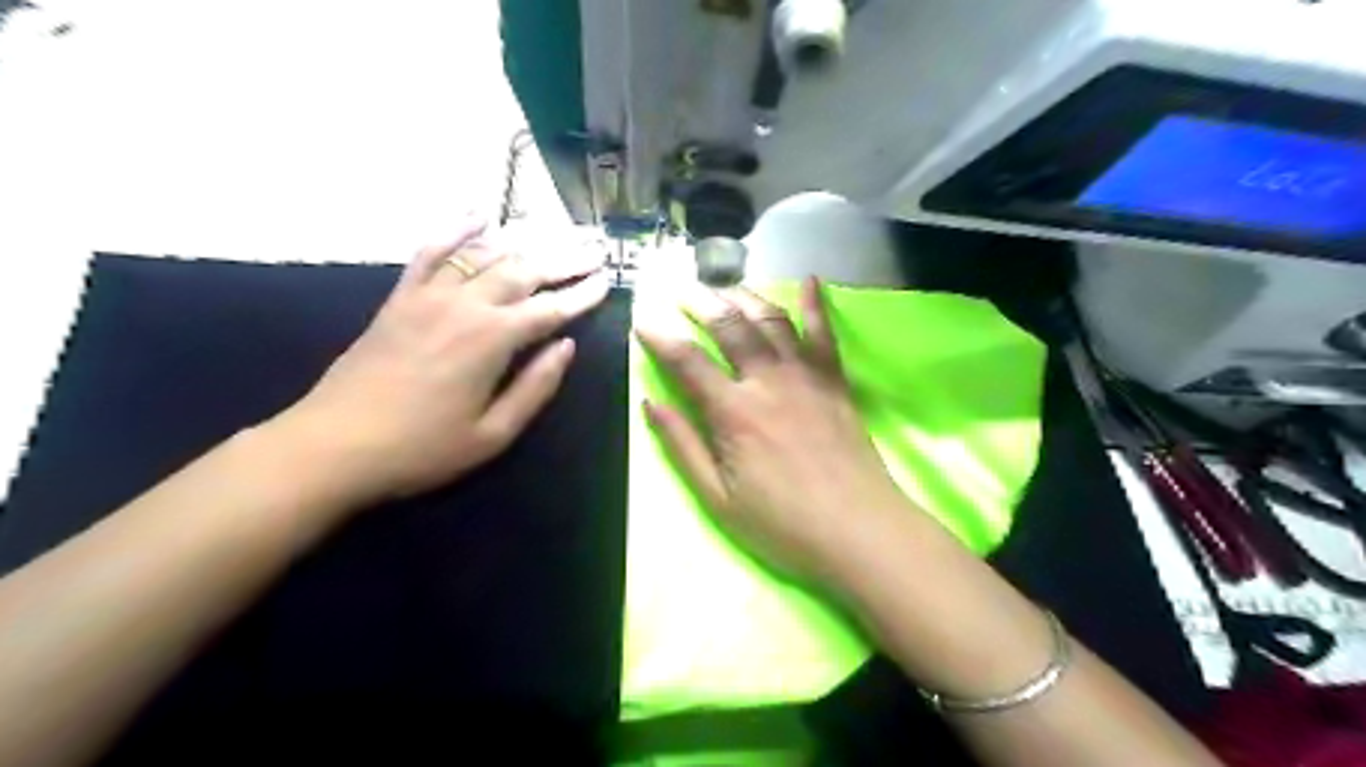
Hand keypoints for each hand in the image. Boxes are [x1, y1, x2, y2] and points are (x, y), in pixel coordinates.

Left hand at [275, 222, 607, 503]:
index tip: (608, 280)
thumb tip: (566, 347)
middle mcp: (465, 305)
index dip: (582, 295)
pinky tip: (478, 213)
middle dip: (564, 259)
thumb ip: (535, 387)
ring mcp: (429, 295)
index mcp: (492, 340)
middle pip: (523, 271)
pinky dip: (456, 229)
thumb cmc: (421, 449)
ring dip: (525, 243)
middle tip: (595, 249)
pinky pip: (432, 252)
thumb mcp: (492, 434)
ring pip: (485, 255)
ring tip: (556, 234)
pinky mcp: (400, 298)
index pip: (550, 309)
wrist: (333, 445)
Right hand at [636, 279, 909, 584]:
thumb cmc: (783, 524)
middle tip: (681, 289)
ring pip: (772, 320)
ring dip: (745, 297)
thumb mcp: (718, 497)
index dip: (660, 337)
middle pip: (730, 326)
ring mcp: (806, 376)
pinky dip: (816, 304)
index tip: (642, 319)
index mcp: (734, 412)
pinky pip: (824, 333)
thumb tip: (650, 403)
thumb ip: (682, 445)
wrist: (859, 530)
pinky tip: (810, 280)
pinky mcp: (835, 381)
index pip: (688, 361)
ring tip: (725, 286)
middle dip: (701, 302)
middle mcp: (768, 380)